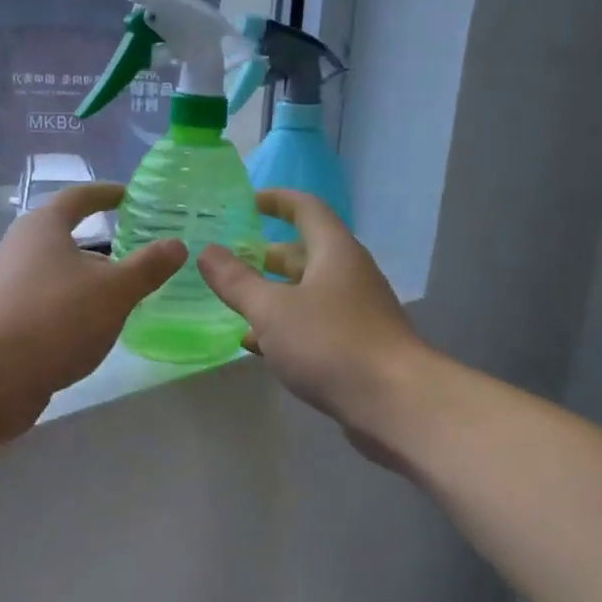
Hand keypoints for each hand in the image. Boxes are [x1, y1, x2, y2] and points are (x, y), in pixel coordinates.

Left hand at [0, 182, 185, 432]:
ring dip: (89, 281)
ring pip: (59, 274)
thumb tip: (177, 244)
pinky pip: (50, 303)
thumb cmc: (56, 318)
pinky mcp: (7, 320)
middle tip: (138, 255)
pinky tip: (94, 329)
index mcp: (43, 227)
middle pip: (66, 237)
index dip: (106, 194)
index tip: (129, 196)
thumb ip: (148, 267)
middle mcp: (21, 249)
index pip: (79, 198)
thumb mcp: (114, 291)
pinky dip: (74, 307)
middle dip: (103, 247)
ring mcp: (10, 286)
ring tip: (123, 297)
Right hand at [196, 190, 427, 452]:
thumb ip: (237, 281)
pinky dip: (283, 327)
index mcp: (333, 252)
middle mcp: (348, 274)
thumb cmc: (330, 343)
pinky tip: (255, 343)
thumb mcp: (272, 310)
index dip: (275, 200)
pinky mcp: (354, 345)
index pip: (305, 208)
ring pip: (305, 292)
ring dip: (271, 294)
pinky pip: (312, 324)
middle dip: (264, 254)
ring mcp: (354, 311)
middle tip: (226, 260)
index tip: (244, 203)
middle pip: (303, 252)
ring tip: (232, 302)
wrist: (393, 401)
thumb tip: (207, 251)